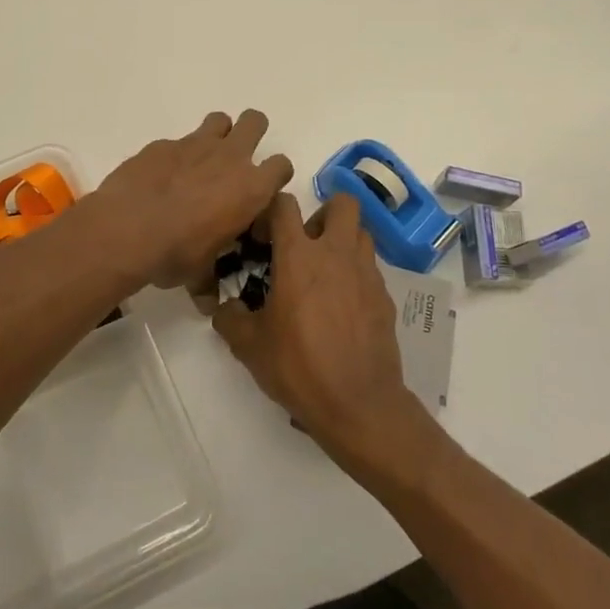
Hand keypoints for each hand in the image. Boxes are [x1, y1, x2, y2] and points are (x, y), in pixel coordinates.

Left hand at [89, 110, 294, 290]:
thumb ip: (209, 280)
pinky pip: (179, 141)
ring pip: (219, 120)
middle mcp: (229, 158)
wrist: (126, 229)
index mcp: (251, 189)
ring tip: (203, 160)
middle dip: (252, 133)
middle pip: (255, 122)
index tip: (261, 192)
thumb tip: (208, 302)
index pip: (281, 166)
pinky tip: (162, 178)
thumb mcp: (200, 272)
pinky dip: (176, 155)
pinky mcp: (162, 144)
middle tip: (237, 159)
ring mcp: (194, 145)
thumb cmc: (175, 253)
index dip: (275, 176)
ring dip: (217, 135)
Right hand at [210, 192, 429, 466]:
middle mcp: (336, 254)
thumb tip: (225, 308)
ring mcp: (366, 273)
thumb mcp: (249, 346)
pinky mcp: (384, 297)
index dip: (270, 212)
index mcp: (299, 256)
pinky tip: (342, 306)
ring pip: (361, 232)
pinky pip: (370, 269)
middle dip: (322, 214)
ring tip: (325, 272)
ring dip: (343, 241)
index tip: (261, 237)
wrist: (359, 405)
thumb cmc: (299, 367)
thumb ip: (230, 318)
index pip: (284, 204)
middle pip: (342, 202)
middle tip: (305, 244)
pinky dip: (356, 274)